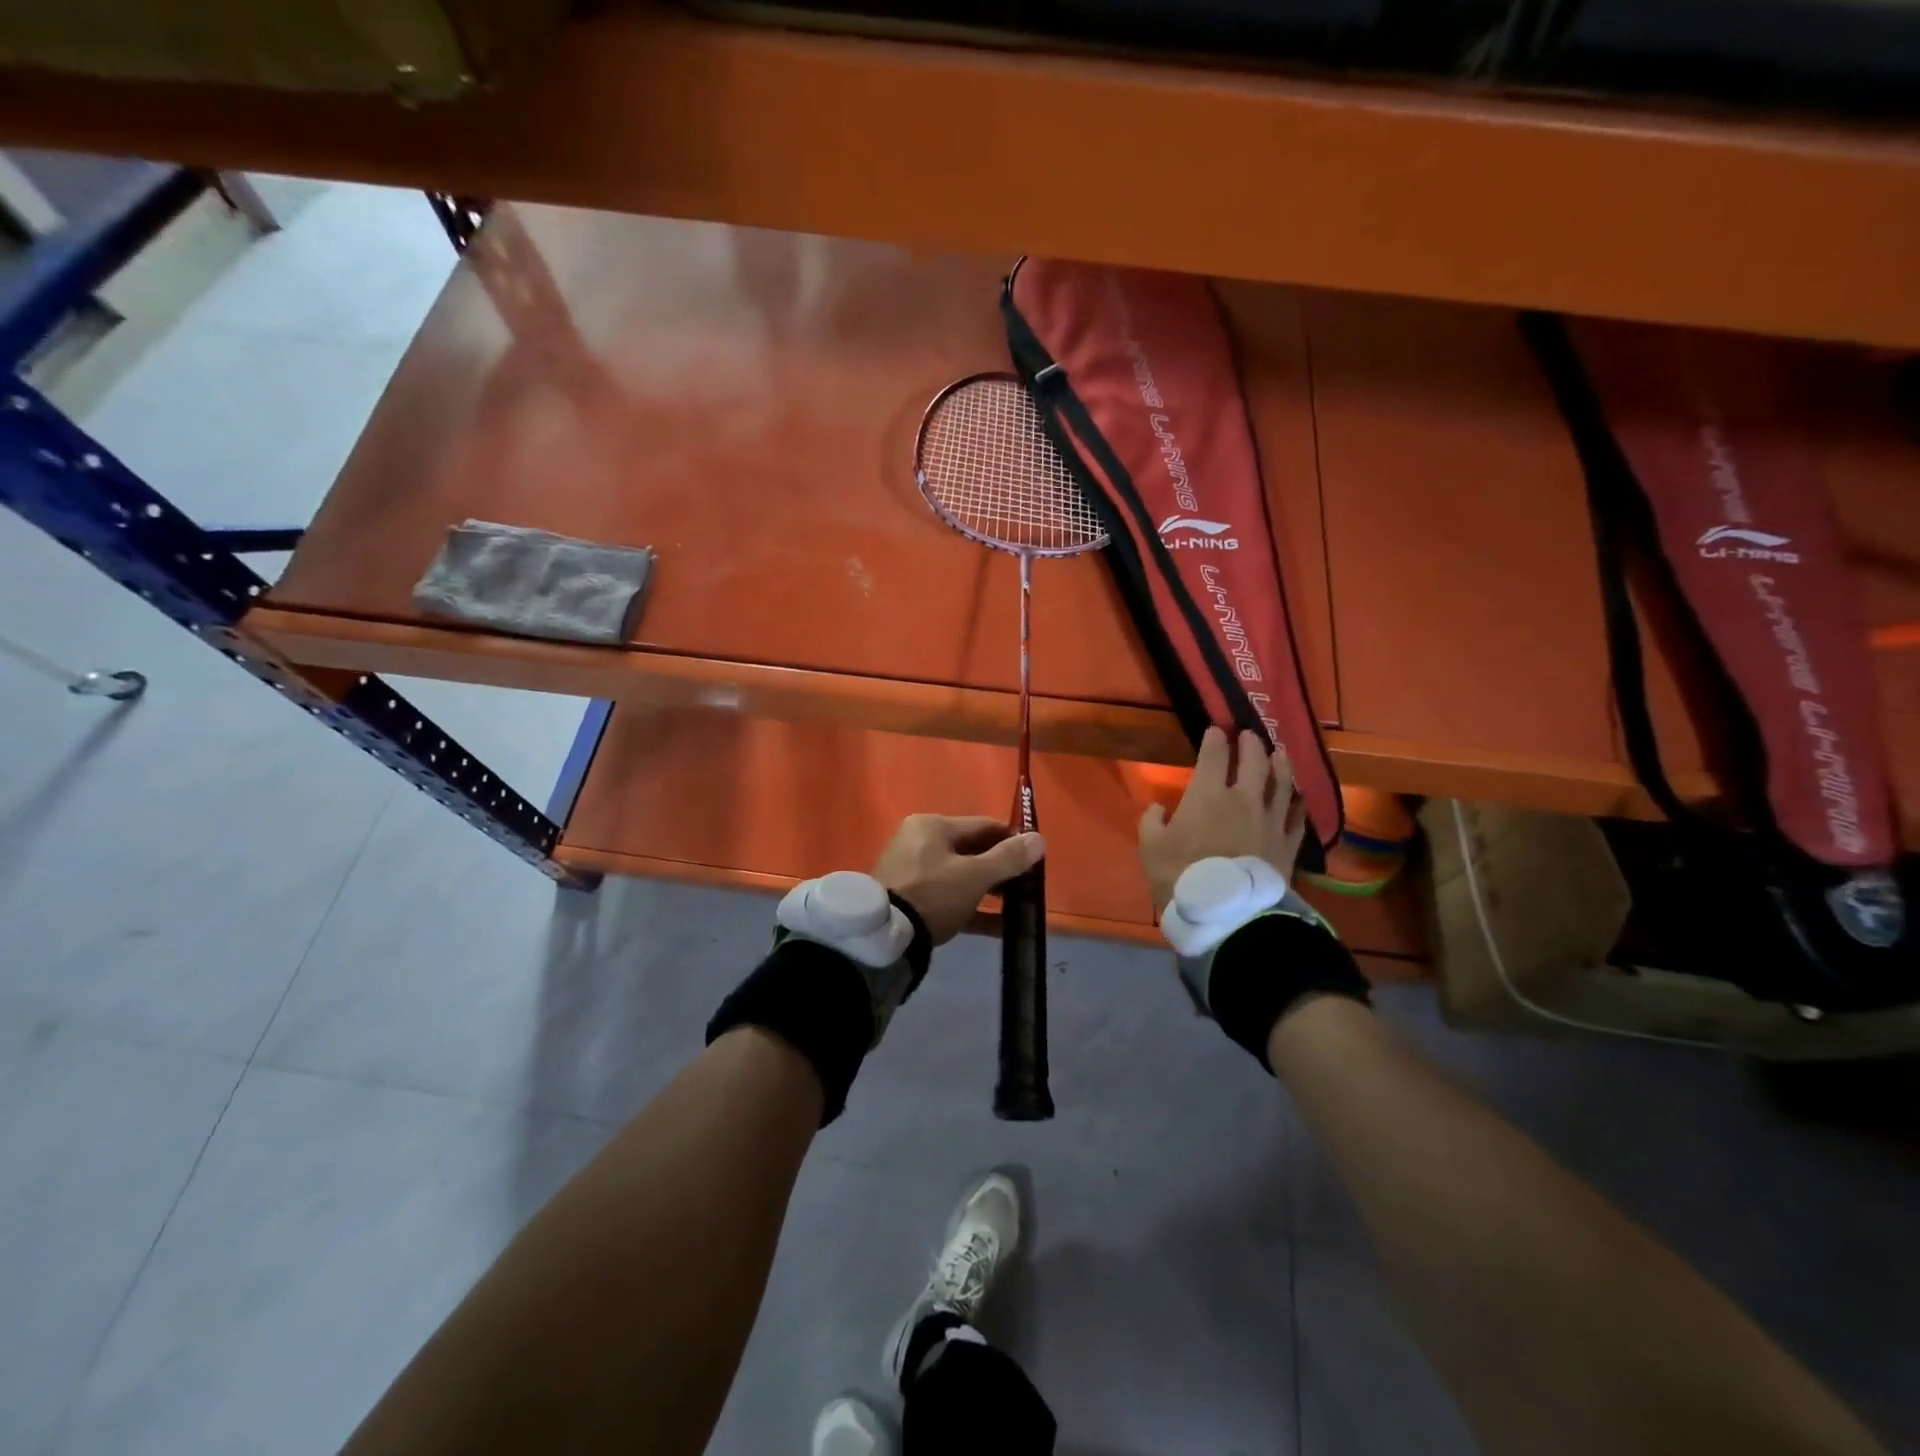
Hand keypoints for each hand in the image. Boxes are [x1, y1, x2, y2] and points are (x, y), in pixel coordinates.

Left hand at [873, 814, 1045, 944]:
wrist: (884, 937)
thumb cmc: (932, 894)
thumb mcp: (975, 875)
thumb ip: (1009, 858)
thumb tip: (1040, 839)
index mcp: (932, 826)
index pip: (983, 825)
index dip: (1012, 840)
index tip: (1035, 859)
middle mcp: (919, 842)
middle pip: (972, 851)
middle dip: (1001, 868)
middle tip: (1028, 886)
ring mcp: (912, 872)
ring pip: (961, 876)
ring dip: (990, 890)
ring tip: (1018, 906)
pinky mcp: (910, 900)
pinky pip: (949, 899)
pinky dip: (973, 909)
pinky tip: (1000, 928)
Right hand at [1139, 727, 1305, 913]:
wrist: (1227, 913)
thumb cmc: (1181, 876)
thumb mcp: (1150, 848)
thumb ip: (1152, 822)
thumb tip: (1158, 808)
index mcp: (1208, 794)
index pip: (1214, 756)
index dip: (1214, 740)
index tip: (1215, 730)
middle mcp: (1245, 798)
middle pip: (1254, 761)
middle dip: (1250, 744)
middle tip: (1248, 735)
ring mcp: (1271, 820)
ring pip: (1282, 783)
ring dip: (1280, 764)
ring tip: (1280, 754)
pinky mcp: (1288, 843)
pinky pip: (1297, 816)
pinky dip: (1296, 803)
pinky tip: (1296, 798)